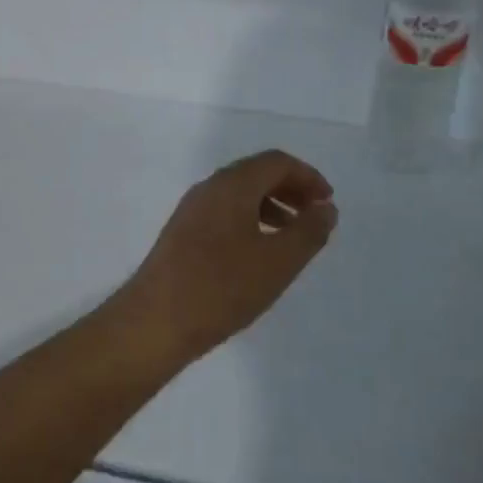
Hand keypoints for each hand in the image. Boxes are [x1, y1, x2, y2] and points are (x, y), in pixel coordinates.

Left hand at [120, 150, 338, 360]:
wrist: (156, 321)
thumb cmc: (222, 287)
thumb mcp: (278, 262)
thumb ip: (308, 231)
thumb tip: (326, 208)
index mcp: (232, 185)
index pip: (276, 162)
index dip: (308, 177)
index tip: (327, 203)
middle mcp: (209, 188)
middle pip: (256, 174)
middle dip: (290, 190)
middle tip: (314, 216)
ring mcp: (191, 210)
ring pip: (239, 195)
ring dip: (270, 206)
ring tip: (291, 237)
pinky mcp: (181, 233)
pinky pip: (224, 213)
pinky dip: (249, 221)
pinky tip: (258, 253)